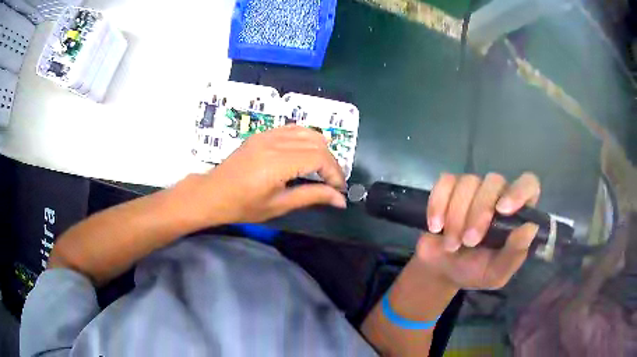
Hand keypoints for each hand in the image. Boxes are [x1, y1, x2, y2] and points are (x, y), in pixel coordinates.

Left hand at [187, 126, 346, 224]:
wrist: (212, 193)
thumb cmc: (242, 206)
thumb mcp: (278, 205)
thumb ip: (311, 197)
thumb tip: (340, 200)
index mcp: (277, 163)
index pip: (319, 158)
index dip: (334, 173)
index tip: (338, 189)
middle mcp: (274, 142)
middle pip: (317, 143)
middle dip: (331, 162)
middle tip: (332, 182)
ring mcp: (267, 135)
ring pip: (307, 132)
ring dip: (321, 148)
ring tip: (322, 168)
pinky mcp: (262, 134)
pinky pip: (292, 129)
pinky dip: (306, 138)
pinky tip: (306, 152)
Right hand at [415, 172, 540, 289]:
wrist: (441, 271)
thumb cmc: (473, 271)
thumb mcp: (496, 273)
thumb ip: (514, 253)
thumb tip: (530, 228)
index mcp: (515, 214)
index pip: (528, 184)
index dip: (518, 191)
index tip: (503, 209)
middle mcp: (497, 195)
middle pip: (494, 181)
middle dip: (479, 213)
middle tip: (468, 242)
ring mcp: (472, 189)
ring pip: (468, 182)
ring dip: (456, 216)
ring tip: (451, 244)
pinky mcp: (448, 188)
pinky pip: (444, 183)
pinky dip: (438, 204)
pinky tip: (435, 226)